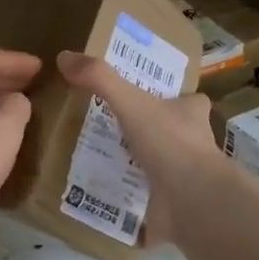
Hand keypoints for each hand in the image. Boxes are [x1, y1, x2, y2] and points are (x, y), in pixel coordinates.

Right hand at [56, 49, 218, 243]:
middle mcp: (194, 143)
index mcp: (191, 114)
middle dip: (150, 129)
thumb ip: (100, 79)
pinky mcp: (172, 203)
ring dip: (137, 161)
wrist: (192, 201)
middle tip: (114, 125)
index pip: (191, 100)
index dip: (175, 97)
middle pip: (174, 130)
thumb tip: (64, 56)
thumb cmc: (169, 142)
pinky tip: (105, 192)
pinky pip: (147, 195)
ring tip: (101, 156)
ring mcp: (185, 176)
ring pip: (160, 163)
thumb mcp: (131, 102)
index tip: (150, 95)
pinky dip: (129, 193)